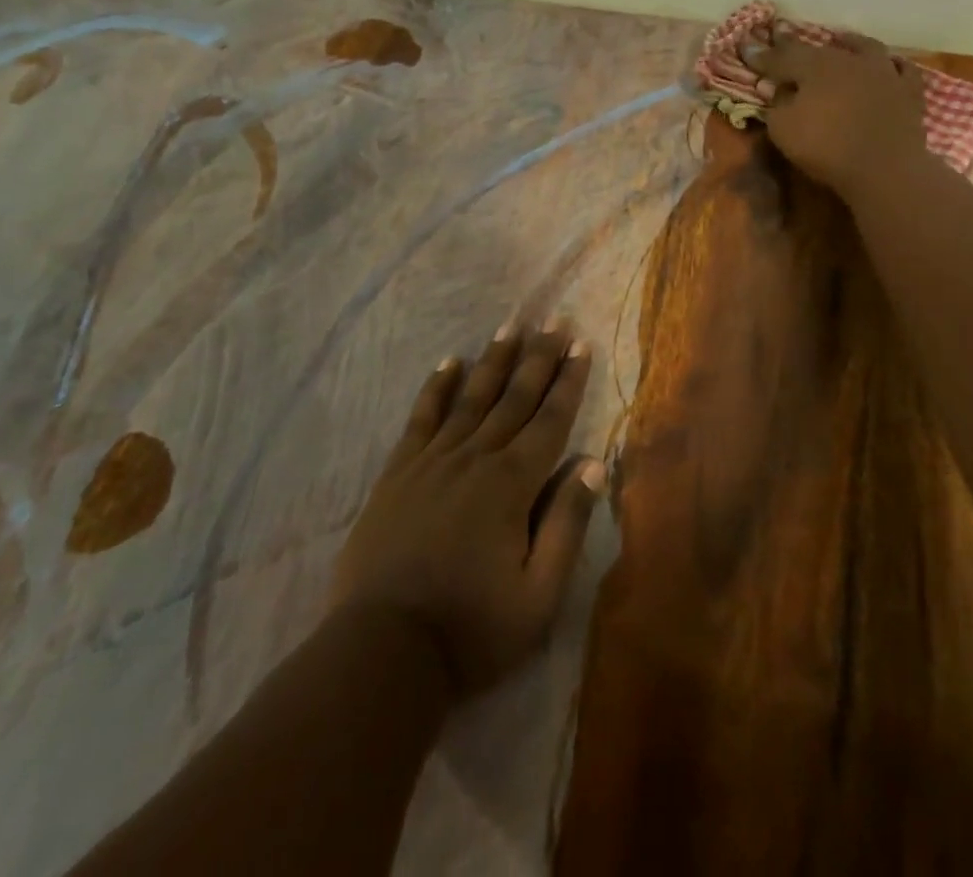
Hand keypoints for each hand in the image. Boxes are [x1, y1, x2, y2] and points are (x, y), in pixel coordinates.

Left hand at [326, 324, 606, 698]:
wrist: (381, 651)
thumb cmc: (471, 630)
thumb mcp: (538, 595)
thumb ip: (567, 525)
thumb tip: (592, 464)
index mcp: (512, 485)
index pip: (550, 420)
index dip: (568, 381)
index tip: (581, 345)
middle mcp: (475, 459)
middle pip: (514, 398)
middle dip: (538, 357)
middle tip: (554, 320)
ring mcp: (432, 462)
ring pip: (471, 398)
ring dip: (494, 360)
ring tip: (511, 326)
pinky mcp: (398, 474)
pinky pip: (421, 418)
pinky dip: (436, 388)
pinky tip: (448, 363)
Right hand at [744, 28, 928, 196]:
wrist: (885, 167)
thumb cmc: (826, 147)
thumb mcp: (783, 129)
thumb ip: (776, 104)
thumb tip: (776, 89)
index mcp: (814, 66)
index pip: (780, 57)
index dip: (761, 55)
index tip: (746, 48)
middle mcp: (848, 59)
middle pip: (819, 49)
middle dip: (798, 46)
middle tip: (784, 41)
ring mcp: (882, 72)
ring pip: (864, 48)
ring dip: (849, 43)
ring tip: (840, 39)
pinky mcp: (908, 91)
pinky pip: (901, 69)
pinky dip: (891, 65)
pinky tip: (888, 64)